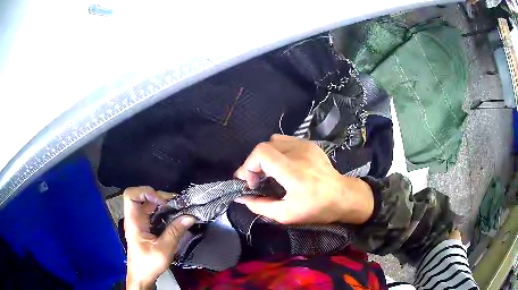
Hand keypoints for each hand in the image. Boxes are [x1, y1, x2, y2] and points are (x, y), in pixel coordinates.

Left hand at [124, 186, 195, 289]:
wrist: (142, 276)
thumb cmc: (148, 264)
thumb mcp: (163, 249)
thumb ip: (175, 232)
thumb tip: (190, 216)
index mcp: (134, 221)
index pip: (131, 195)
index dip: (145, 192)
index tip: (162, 201)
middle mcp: (135, 218)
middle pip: (143, 197)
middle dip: (160, 197)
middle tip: (177, 203)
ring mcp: (140, 222)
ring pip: (149, 204)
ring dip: (164, 204)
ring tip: (179, 208)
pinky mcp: (145, 227)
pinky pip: (154, 213)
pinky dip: (164, 211)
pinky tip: (175, 216)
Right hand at [234, 134, 373, 224]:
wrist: (344, 196)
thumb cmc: (317, 208)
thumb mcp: (286, 215)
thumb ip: (260, 206)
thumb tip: (241, 198)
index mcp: (293, 171)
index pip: (261, 152)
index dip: (249, 165)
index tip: (251, 183)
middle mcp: (298, 153)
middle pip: (264, 146)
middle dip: (254, 163)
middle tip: (256, 180)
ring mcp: (305, 146)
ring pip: (274, 141)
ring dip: (265, 156)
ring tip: (269, 172)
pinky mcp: (310, 144)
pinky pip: (286, 141)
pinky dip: (277, 151)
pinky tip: (282, 165)